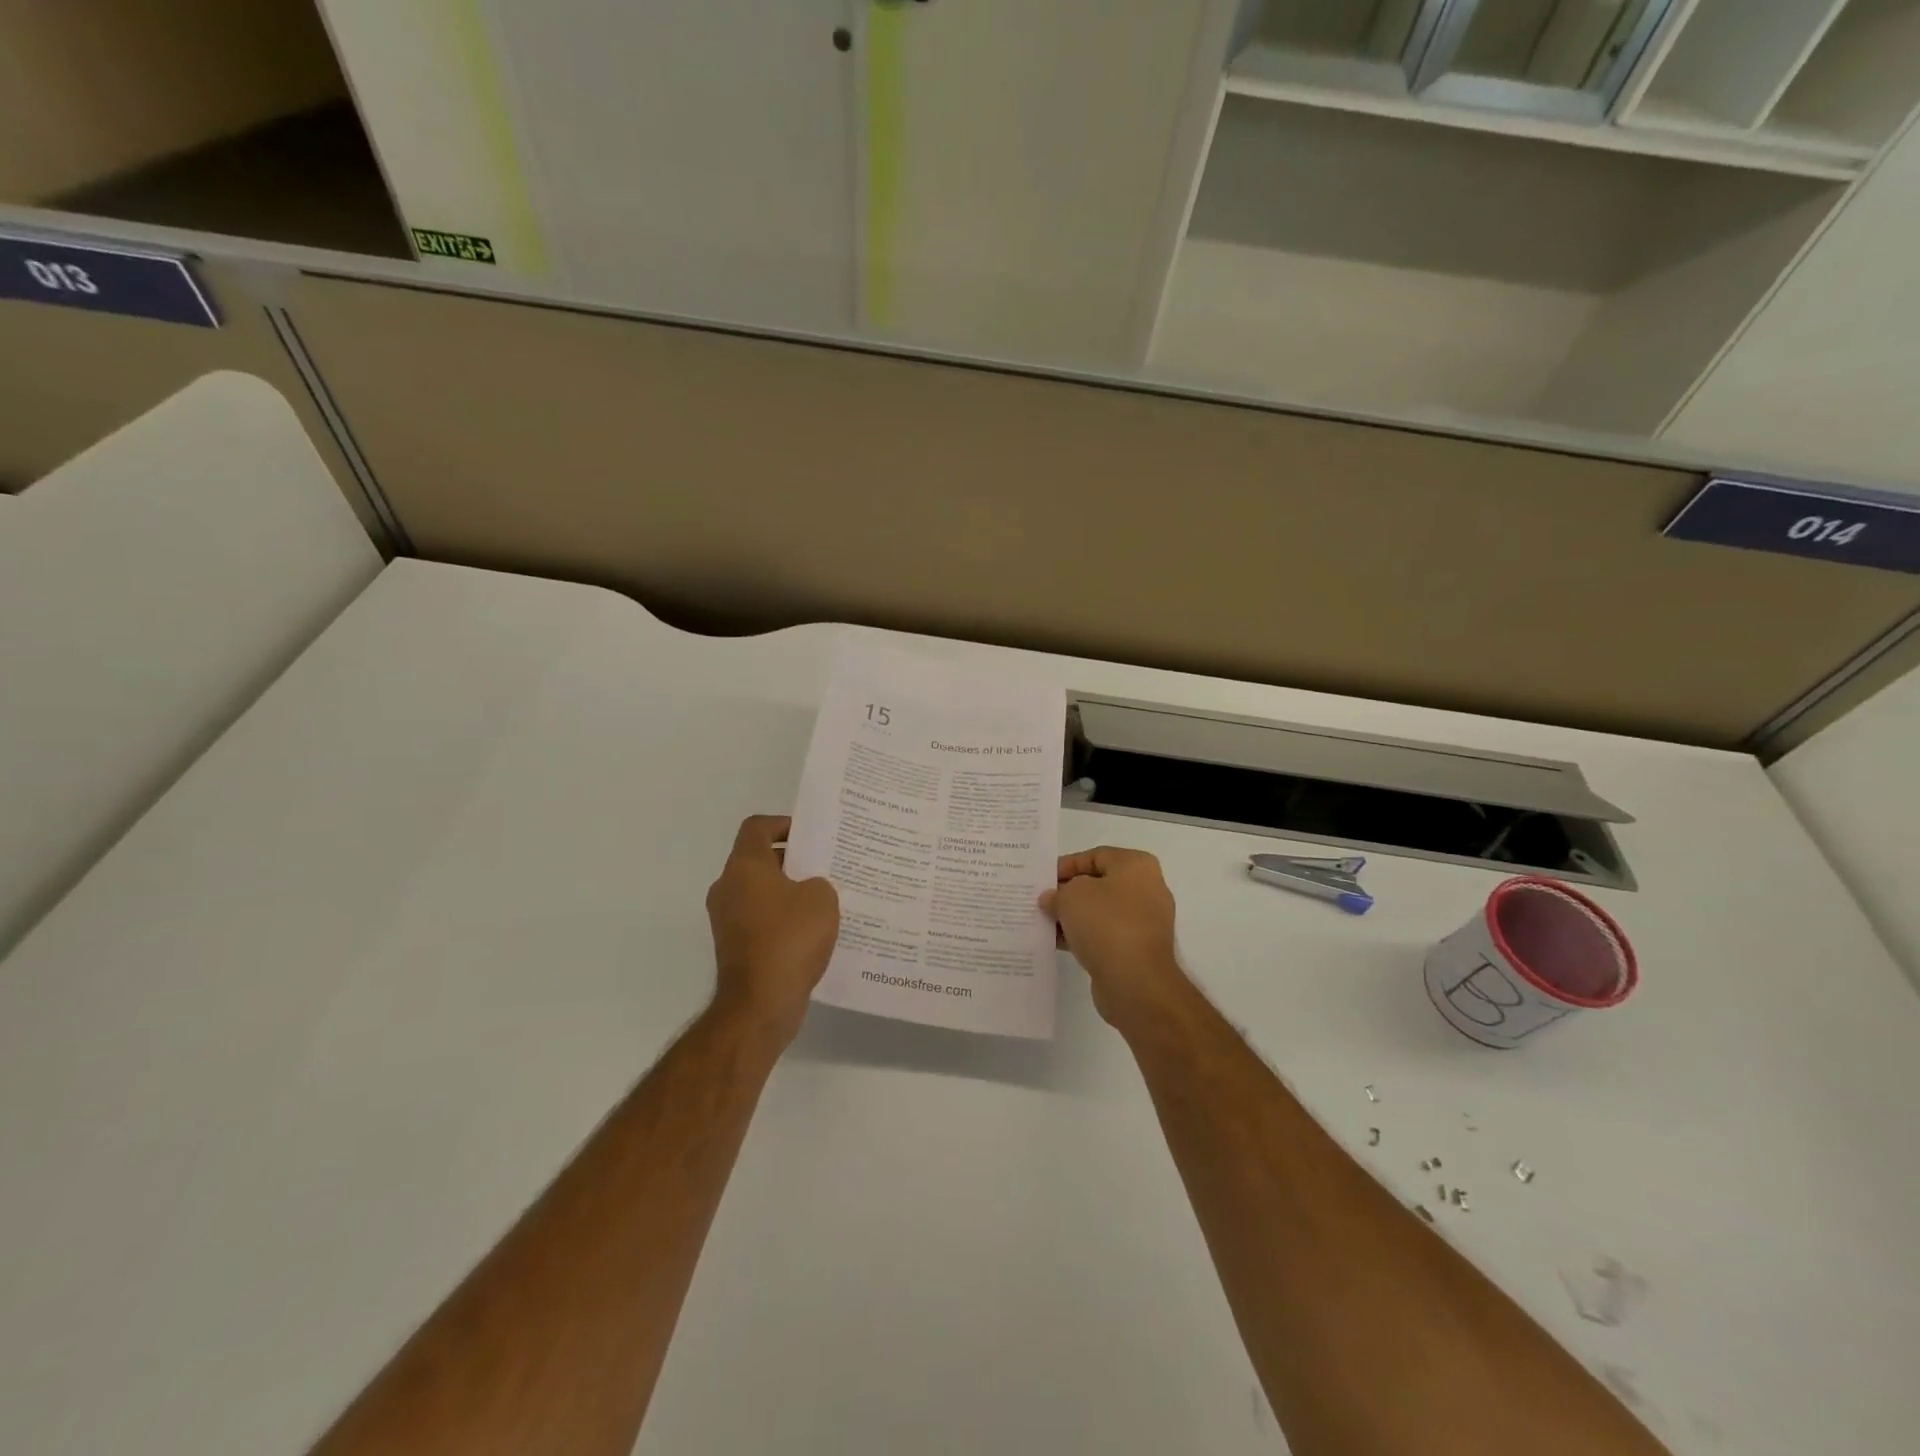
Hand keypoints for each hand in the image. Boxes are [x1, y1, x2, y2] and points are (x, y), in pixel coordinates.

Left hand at [706, 815, 839, 1042]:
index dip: (783, 824)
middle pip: (758, 859)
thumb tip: (808, 889)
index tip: (811, 835)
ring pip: (760, 891)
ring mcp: (727, 919)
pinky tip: (811, 930)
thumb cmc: (790, 938)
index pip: (757, 827)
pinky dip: (782, 918)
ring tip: (824, 899)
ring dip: (788, 891)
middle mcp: (728, 887)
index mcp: (744, 866)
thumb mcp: (822, 898)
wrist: (760, 1003)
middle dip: (792, 859)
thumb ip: (818, 882)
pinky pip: (761, 919)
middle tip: (825, 865)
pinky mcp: (734, 946)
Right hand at [1040, 847, 1187, 1029]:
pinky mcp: (1137, 950)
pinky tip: (1056, 942)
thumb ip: (1057, 892)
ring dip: (1072, 916)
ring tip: (1042, 922)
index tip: (1042, 880)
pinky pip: (1104, 935)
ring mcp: (1144, 922)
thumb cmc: (1106, 924)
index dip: (1066, 865)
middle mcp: (1146, 889)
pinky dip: (1082, 936)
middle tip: (1039, 900)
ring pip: (1099, 911)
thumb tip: (1052, 899)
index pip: (1095, 856)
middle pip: (1098, 884)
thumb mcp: (1071, 896)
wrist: (1136, 981)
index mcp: (1137, 866)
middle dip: (1067, 892)